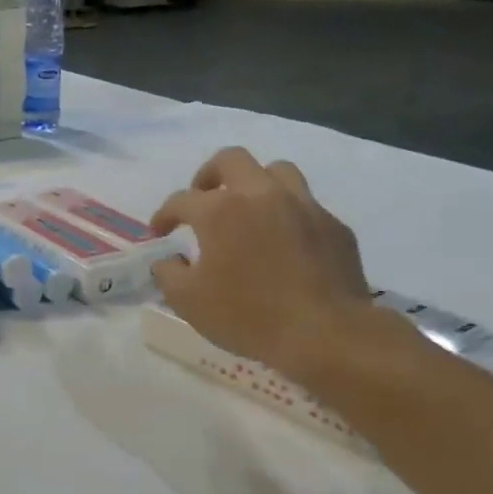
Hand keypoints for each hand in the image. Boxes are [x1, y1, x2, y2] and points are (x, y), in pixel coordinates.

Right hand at [151, 148, 396, 389]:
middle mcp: (261, 195)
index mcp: (221, 211)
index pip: (182, 200)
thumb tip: (169, 260)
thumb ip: (168, 274)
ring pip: (276, 171)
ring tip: (246, 209)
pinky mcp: (333, 225)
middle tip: (202, 198)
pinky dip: (286, 213)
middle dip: (208, 174)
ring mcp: (303, 206)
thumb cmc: (247, 316)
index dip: (164, 214)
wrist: (325, 333)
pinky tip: (282, 240)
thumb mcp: (188, 302)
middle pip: (231, 159)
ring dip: (254, 183)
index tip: (158, 231)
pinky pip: (305, 204)